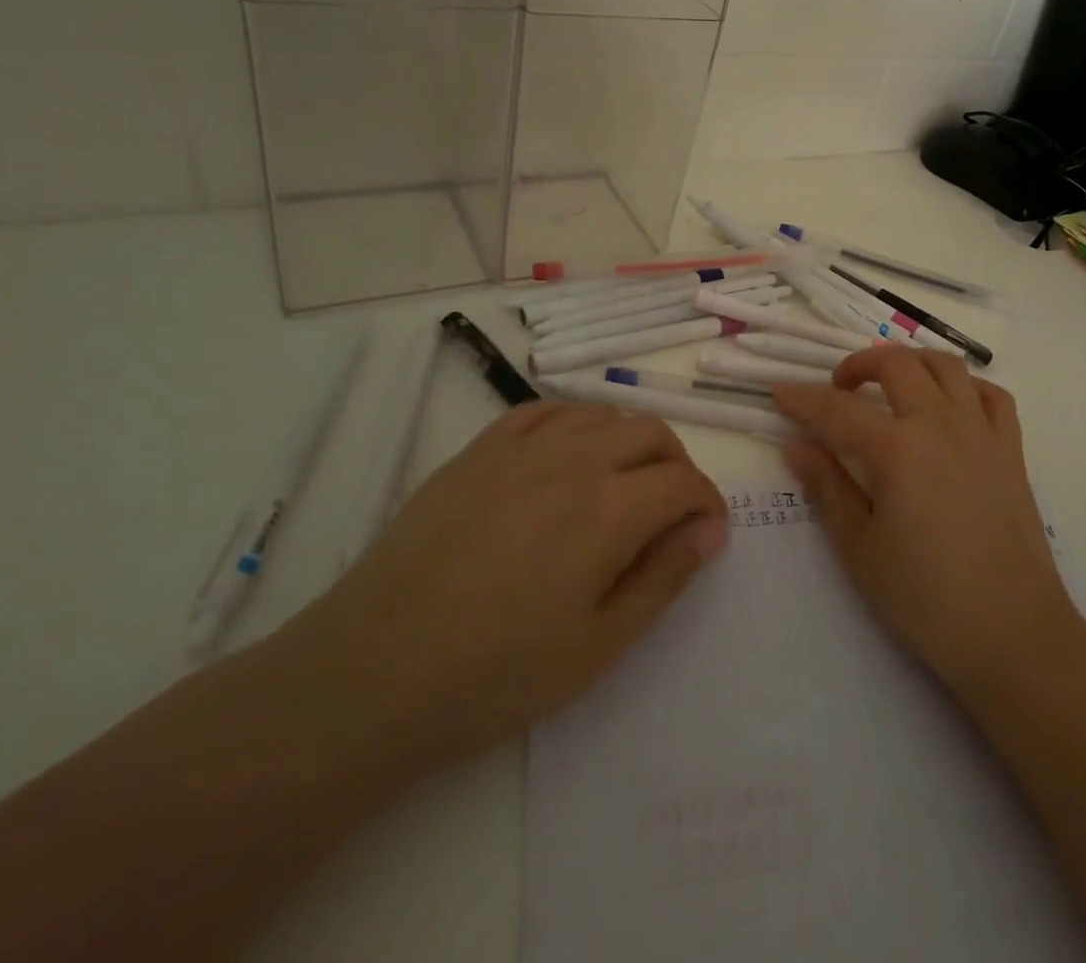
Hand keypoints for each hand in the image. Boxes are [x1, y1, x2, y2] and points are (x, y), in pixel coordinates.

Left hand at [287, 401, 727, 768]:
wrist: (375, 669)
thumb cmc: (496, 673)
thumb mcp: (598, 644)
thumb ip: (663, 577)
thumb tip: (709, 530)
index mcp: (609, 509)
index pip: (683, 481)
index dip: (707, 503)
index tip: (707, 533)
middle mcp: (574, 460)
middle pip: (651, 433)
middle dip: (677, 465)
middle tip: (671, 511)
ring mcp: (522, 447)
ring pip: (601, 414)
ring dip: (629, 440)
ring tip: (621, 484)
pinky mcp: (480, 449)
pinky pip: (544, 412)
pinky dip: (574, 425)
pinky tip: (567, 458)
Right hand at [774, 348, 1076, 698]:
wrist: (1013, 634)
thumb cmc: (925, 599)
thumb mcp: (860, 548)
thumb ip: (827, 487)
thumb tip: (796, 445)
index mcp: (897, 449)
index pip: (837, 410)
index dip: (803, 399)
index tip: (779, 393)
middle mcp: (940, 424)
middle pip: (896, 365)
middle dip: (858, 365)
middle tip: (838, 390)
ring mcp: (982, 433)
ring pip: (947, 366)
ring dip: (911, 362)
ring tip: (891, 385)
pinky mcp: (1012, 451)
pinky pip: (991, 395)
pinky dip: (965, 387)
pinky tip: (949, 406)